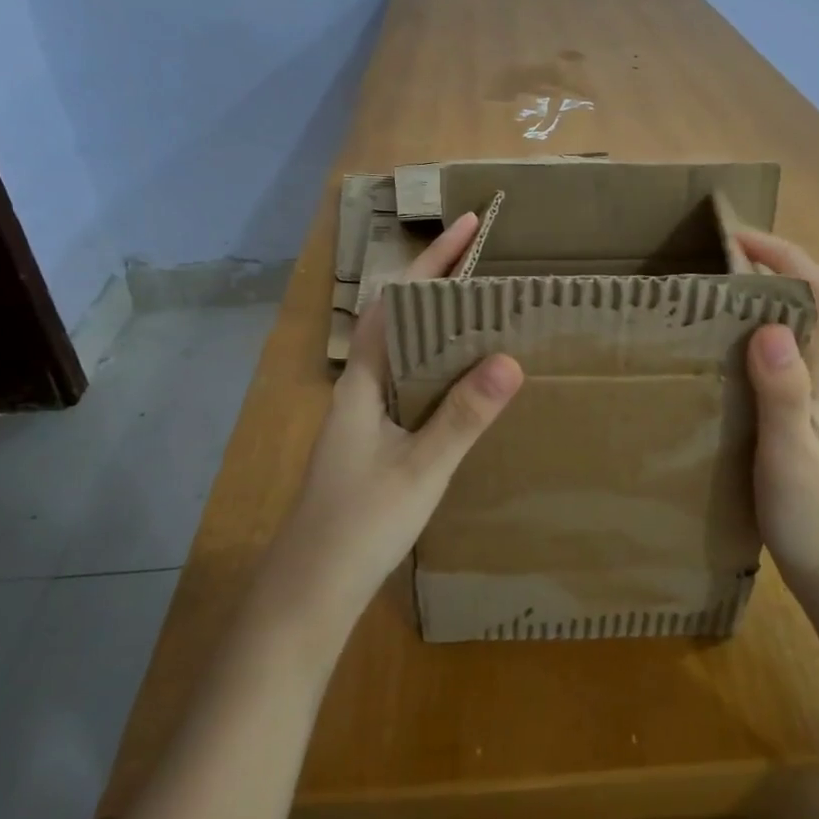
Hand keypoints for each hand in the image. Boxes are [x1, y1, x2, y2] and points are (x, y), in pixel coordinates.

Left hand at [263, 212, 523, 624]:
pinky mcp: (373, 445)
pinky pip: (412, 389)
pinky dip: (441, 371)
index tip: (468, 226)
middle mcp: (360, 389)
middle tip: (491, 269)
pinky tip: (467, 386)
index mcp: (363, 381)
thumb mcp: (421, 469)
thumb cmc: (359, 525)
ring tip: (488, 316)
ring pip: (407, 356)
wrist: (309, 592)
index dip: (433, 262)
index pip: (400, 303)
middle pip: (402, 321)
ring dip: (443, 329)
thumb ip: (463, 415)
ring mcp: (364, 418)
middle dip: (442, 287)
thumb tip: (509, 357)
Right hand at [738, 230, 818, 594]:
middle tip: (711, 261)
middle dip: (768, 268)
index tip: (736, 237)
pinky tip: (716, 360)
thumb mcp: (791, 453)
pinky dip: (748, 343)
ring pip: (791, 333)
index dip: (786, 255)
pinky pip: (774, 365)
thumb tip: (768, 324)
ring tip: (705, 299)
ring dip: (757, 303)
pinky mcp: (796, 424)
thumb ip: (783, 392)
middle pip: (807, 303)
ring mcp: (811, 402)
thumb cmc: (817, 516)